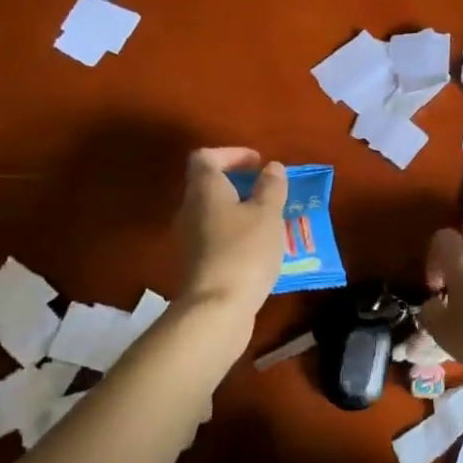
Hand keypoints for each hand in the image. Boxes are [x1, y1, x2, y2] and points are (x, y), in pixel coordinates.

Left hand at [175, 149, 287, 317]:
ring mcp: (190, 238)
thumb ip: (271, 187)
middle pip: (209, 185)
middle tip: (268, 191)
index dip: (232, 154)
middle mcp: (190, 209)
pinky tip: (259, 248)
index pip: (206, 157)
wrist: (217, 309)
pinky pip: (217, 236)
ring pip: (214, 213)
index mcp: (204, 189)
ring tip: (270, 220)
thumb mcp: (267, 214)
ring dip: (240, 210)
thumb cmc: (244, 251)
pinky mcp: (197, 263)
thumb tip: (272, 168)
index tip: (258, 163)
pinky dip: (236, 233)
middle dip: (240, 184)